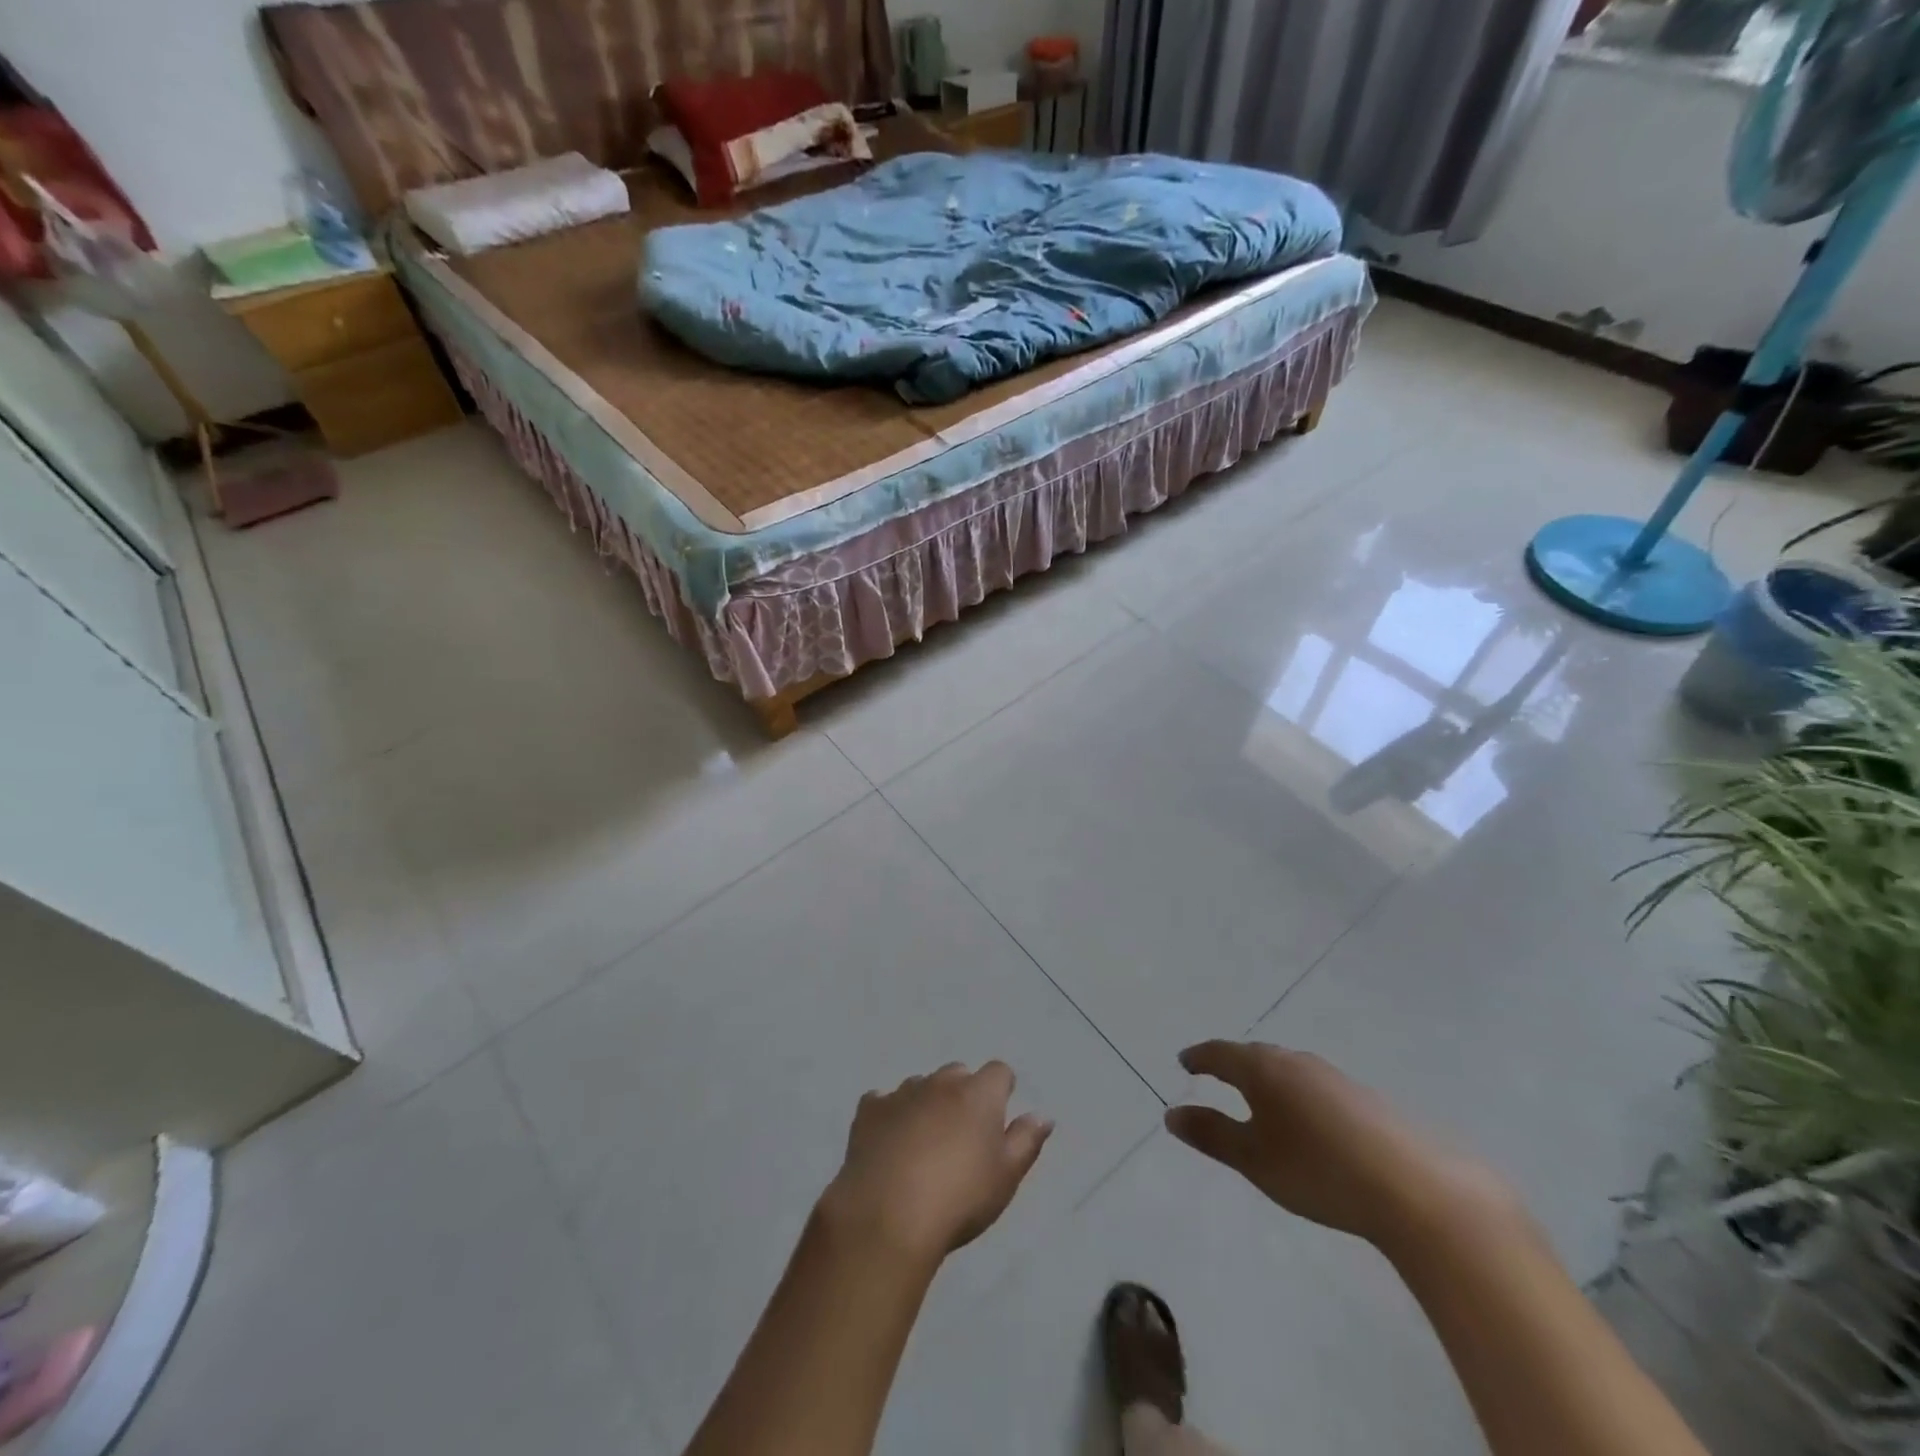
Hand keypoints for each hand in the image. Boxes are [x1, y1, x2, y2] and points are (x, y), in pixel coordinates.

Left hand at [821, 1061, 1052, 1262]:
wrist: (888, 1217)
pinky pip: (883, 1102)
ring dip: (926, 1104)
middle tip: (961, 1138)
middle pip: (958, 1074)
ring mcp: (901, 1093)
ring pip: (920, 1086)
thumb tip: (1042, 1115)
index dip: (1001, 1092)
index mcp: (978, 1094)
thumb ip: (1026, 1141)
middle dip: (962, 1095)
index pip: (999, 1072)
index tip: (997, 1121)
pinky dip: (889, 1116)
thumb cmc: (959, 1199)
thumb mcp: (1006, 1177)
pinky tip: (888, 1144)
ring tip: (923, 1146)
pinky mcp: (869, 1111)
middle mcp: (940, 1083)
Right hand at [1165, 1041, 1514, 1250]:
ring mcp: (1335, 1078)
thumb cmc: (1319, 1170)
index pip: (1220, 1053)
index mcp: (1263, 1069)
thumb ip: (1211, 1134)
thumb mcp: (1254, 1159)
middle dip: (1232, 1064)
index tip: (1184, 1062)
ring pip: (1288, 1069)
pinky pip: (1315, 1086)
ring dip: (1267, 1079)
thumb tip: (1172, 1114)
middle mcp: (1296, 1062)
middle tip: (1215, 1075)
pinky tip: (1307, 1121)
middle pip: (1255, 1056)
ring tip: (1258, 1099)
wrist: (1417, 1190)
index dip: (1199, 1057)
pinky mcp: (1365, 1098)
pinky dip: (1297, 1094)